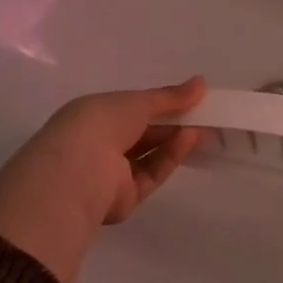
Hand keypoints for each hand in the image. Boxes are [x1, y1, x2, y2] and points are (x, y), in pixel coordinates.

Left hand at [0, 77, 205, 282]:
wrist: (79, 171)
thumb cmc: (100, 123)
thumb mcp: (136, 102)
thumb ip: (169, 96)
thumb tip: (201, 83)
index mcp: (92, 117)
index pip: (130, 110)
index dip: (159, 104)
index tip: (189, 98)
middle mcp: (99, 145)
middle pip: (142, 135)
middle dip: (172, 124)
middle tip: (204, 114)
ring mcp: (110, 174)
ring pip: (149, 156)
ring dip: (174, 140)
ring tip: (202, 127)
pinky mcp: (124, 199)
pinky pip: (151, 174)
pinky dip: (169, 157)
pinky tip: (189, 140)